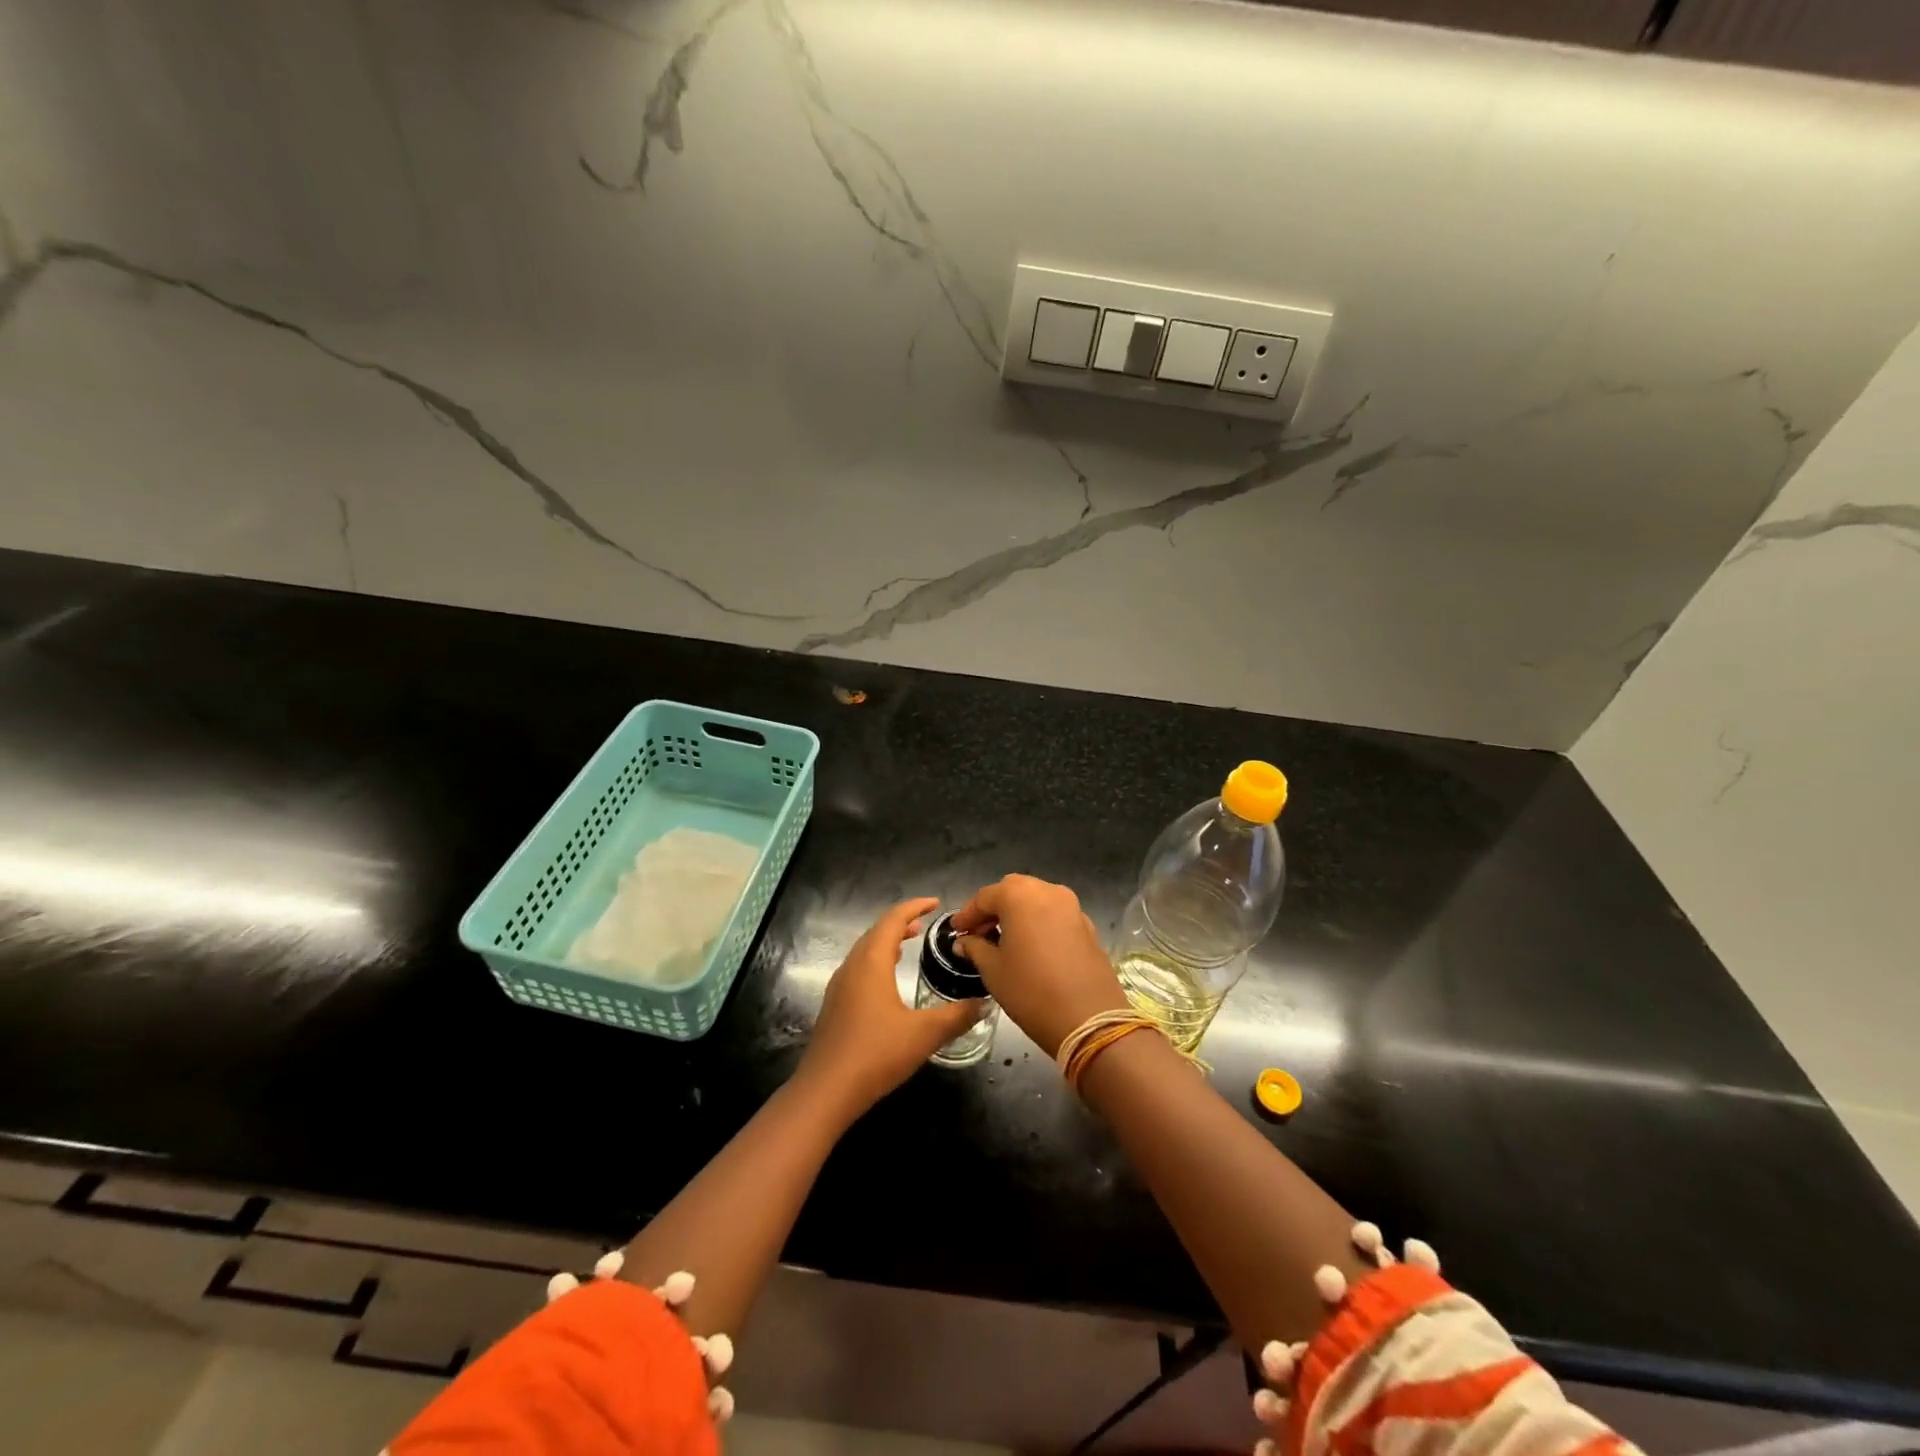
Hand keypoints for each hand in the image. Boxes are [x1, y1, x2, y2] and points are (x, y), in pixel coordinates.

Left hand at [799, 897, 982, 1115]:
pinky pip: (858, 969)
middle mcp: (852, 966)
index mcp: (871, 962)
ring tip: (909, 945)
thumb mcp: (924, 1034)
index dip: (915, 907)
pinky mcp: (835, 1006)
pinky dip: (877, 962)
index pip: (893, 919)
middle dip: (901, 923)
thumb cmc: (876, 1054)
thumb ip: (955, 1016)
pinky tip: (888, 982)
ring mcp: (839, 987)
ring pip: (864, 951)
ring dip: (887, 942)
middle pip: (876, 932)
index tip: (935, 903)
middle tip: (925, 924)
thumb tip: (982, 1003)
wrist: (825, 1091)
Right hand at [950, 875, 1126, 1056]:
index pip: (985, 897)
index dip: (967, 915)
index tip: (956, 931)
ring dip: (1017, 914)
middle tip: (979, 934)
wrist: (1088, 1019)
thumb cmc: (1030, 990)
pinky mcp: (1087, 925)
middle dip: (994, 909)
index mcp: (1020, 895)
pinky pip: (1055, 915)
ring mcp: (1072, 906)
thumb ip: (975, 948)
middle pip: (1013, 891)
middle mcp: (1047, 891)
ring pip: (1036, 901)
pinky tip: (1031, 948)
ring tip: (1004, 941)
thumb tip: (964, 941)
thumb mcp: (993, 970)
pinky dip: (1039, 923)